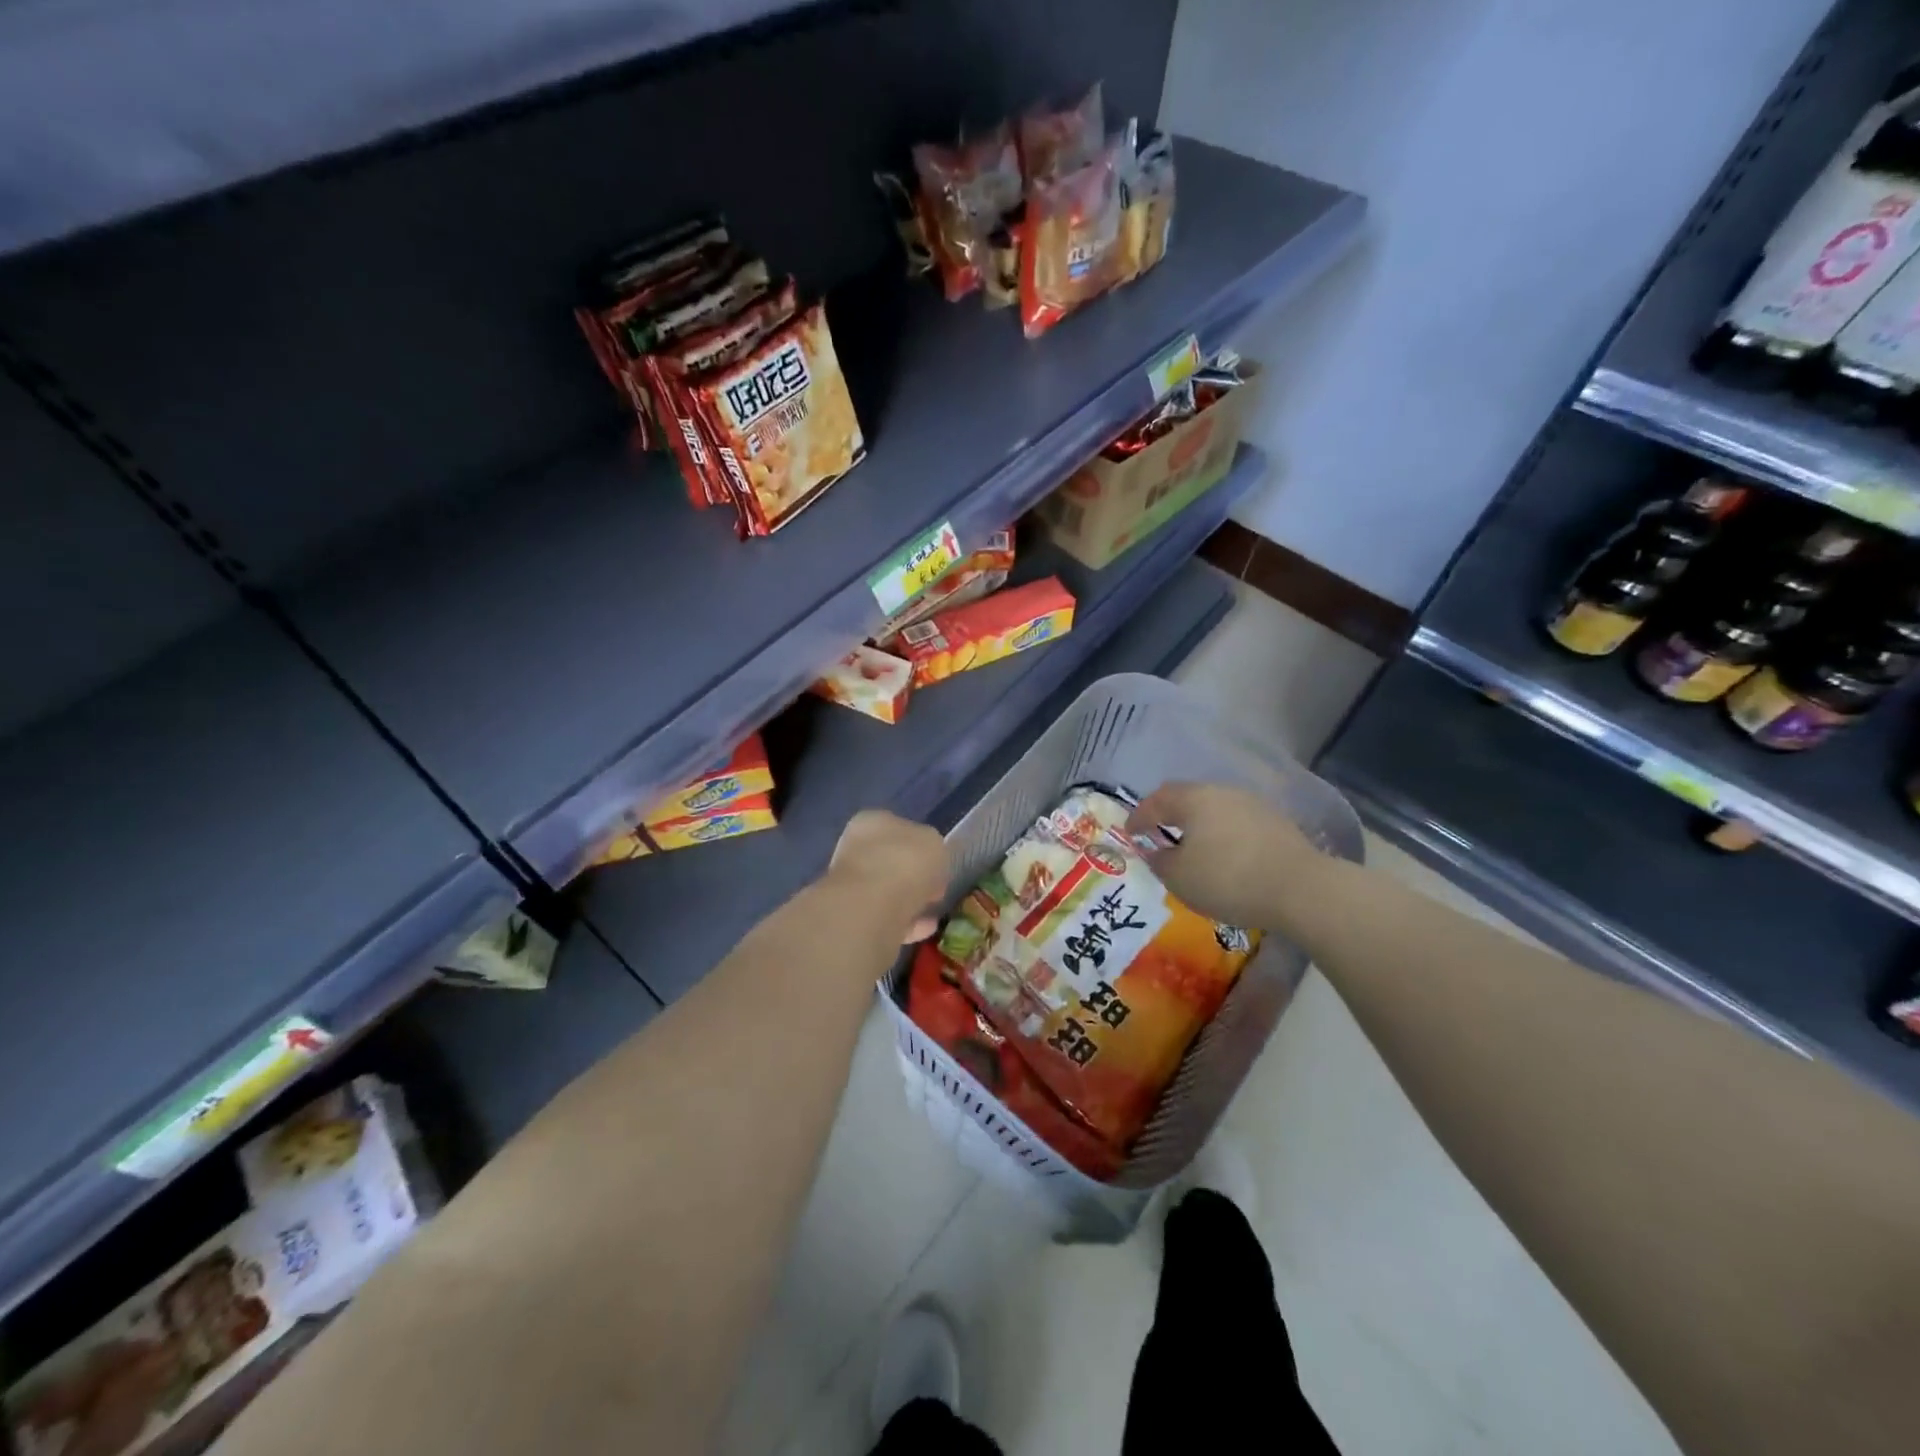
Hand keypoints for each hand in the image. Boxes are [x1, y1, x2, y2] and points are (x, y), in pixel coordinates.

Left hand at [829, 809, 948, 942]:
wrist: (872, 906)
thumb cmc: (905, 861)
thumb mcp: (935, 844)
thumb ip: (932, 850)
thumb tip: (928, 865)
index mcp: (871, 822)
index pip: (898, 828)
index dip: (921, 846)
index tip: (938, 864)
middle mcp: (856, 849)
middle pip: (890, 861)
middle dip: (912, 876)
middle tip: (935, 890)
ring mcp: (851, 885)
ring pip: (887, 891)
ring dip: (909, 900)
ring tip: (933, 912)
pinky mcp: (854, 918)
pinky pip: (887, 917)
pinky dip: (906, 922)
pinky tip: (925, 928)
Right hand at [1126, 781, 1330, 931]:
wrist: (1301, 889)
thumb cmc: (1228, 879)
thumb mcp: (1179, 878)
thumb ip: (1159, 861)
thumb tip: (1156, 852)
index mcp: (1193, 799)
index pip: (1156, 800)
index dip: (1139, 817)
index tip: (1129, 833)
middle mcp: (1222, 792)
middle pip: (1187, 798)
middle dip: (1169, 814)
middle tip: (1157, 832)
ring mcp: (1253, 805)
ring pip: (1215, 808)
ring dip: (1198, 824)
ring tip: (1191, 845)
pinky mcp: (1276, 823)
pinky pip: (1236, 823)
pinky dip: (1222, 834)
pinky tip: (1224, 854)